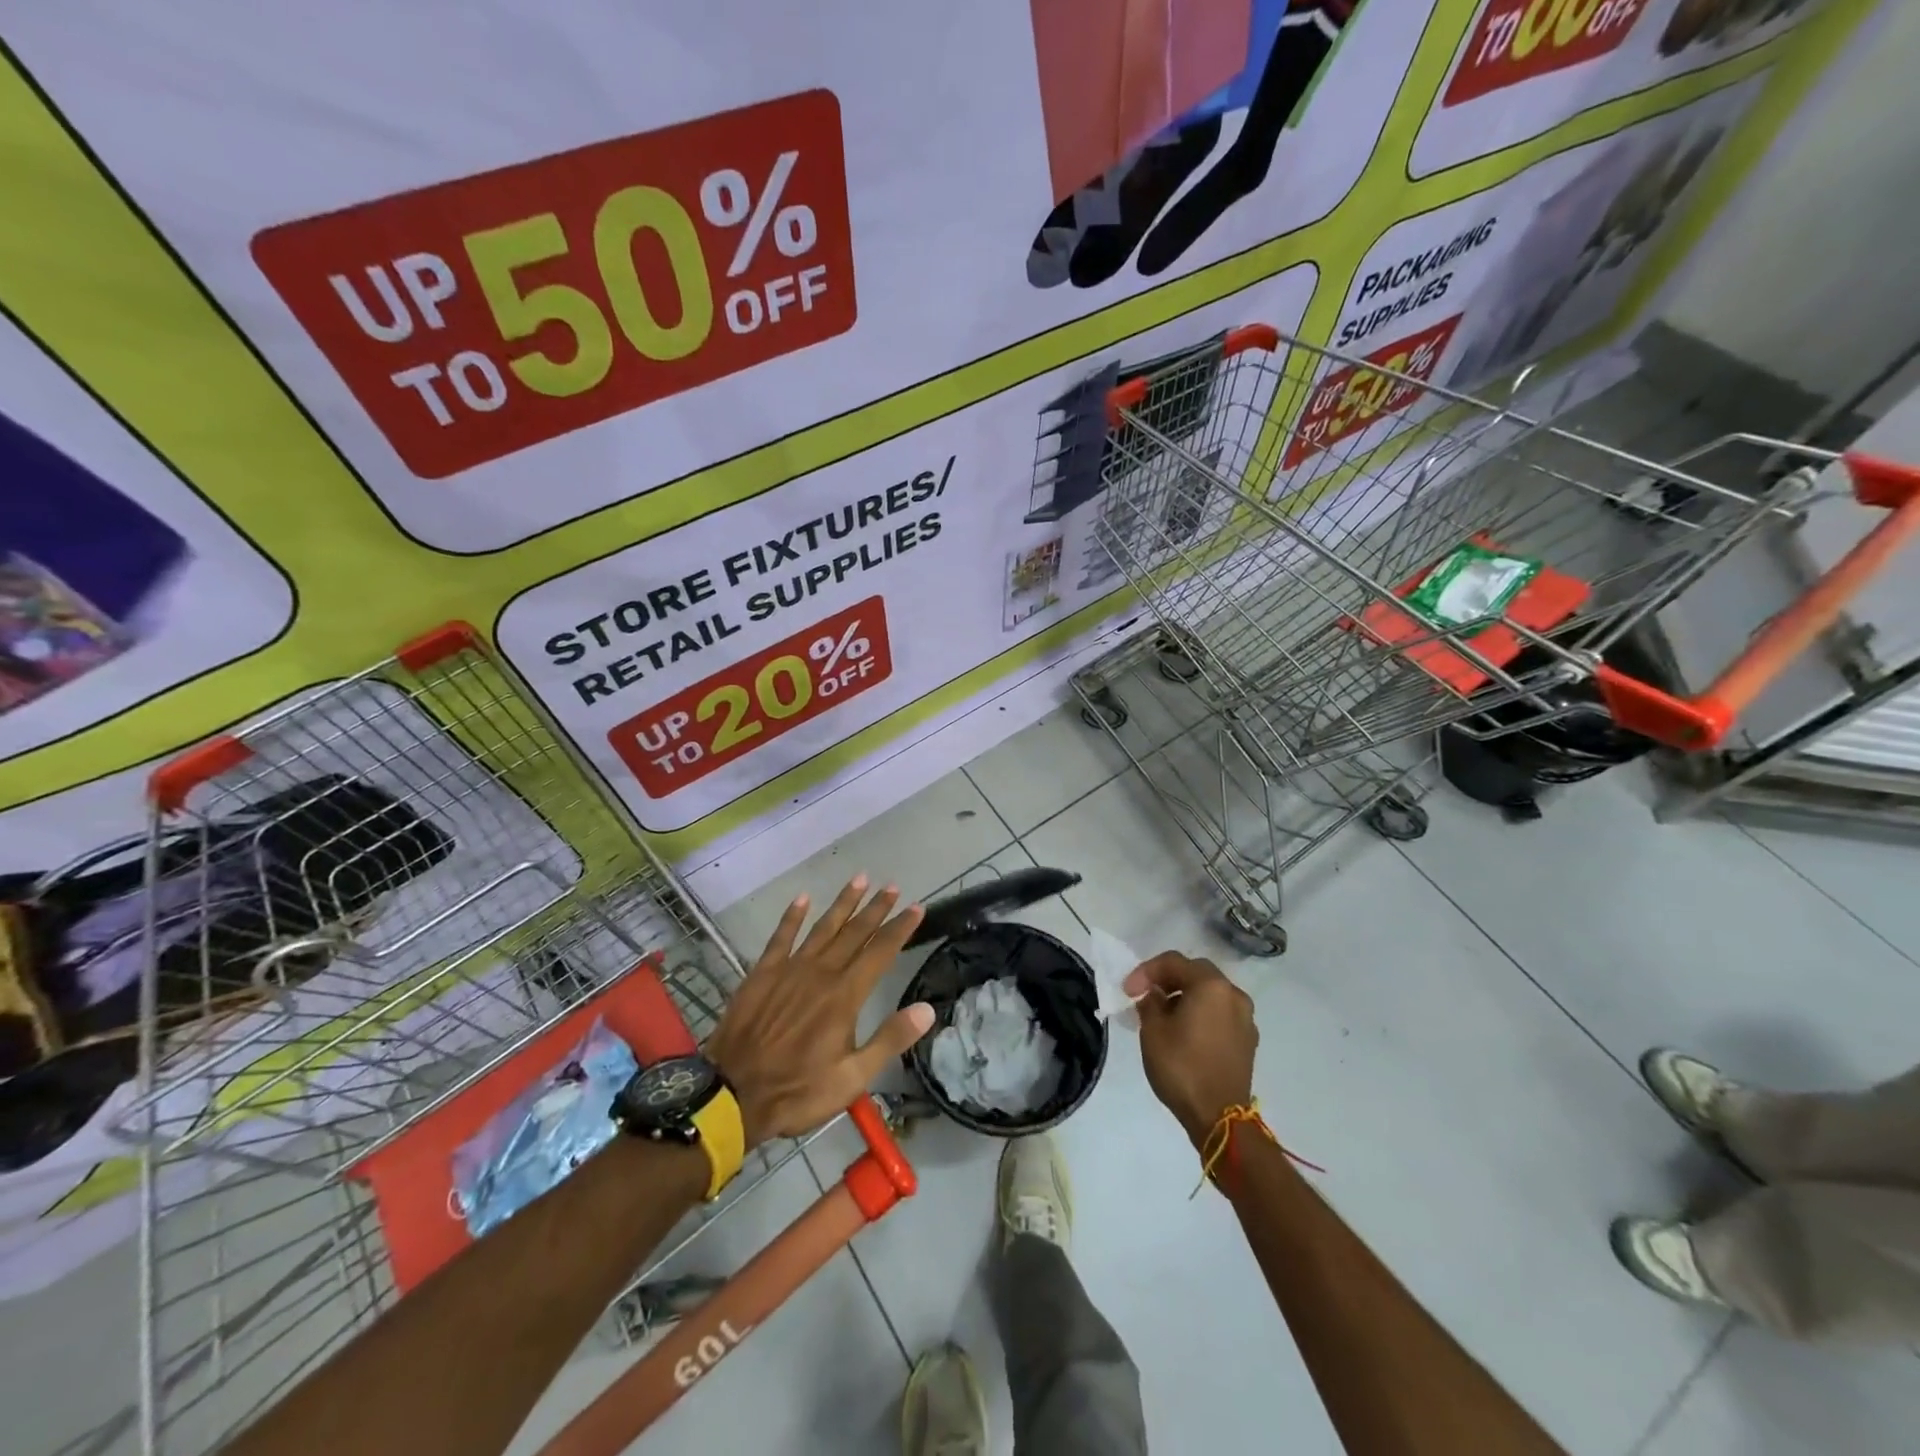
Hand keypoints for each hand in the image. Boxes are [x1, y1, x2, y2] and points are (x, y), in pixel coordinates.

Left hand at [706, 877, 931, 1148]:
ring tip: (859, 879)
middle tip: (892, 886)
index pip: (880, 952)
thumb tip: (927, 1009)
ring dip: (843, 903)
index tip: (916, 908)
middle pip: (854, 932)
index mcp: (845, 996)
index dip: (900, 929)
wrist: (733, 1094)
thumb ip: (890, 1039)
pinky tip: (802, 898)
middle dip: (876, 908)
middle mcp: (821, 973)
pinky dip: (792, 916)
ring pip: (822, 927)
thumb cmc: (798, 1090)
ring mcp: (789, 969)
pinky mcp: (762, 973)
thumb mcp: (853, 1078)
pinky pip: (781, 936)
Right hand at [1124, 952, 1257, 1144]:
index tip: (1128, 990)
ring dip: (1186, 996)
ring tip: (1163, 1014)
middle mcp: (1233, 995)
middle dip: (1168, 979)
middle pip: (1196, 973)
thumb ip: (1151, 1002)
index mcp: (1211, 986)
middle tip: (1146, 994)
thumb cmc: (1182, 1068)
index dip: (1146, 971)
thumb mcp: (1153, 1031)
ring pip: (1210, 993)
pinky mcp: (1247, 1040)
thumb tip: (1155, 995)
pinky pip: (1220, 1014)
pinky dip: (1201, 1013)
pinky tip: (1185, 1032)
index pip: (1174, 962)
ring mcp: (1245, 1018)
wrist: (1219, 1118)